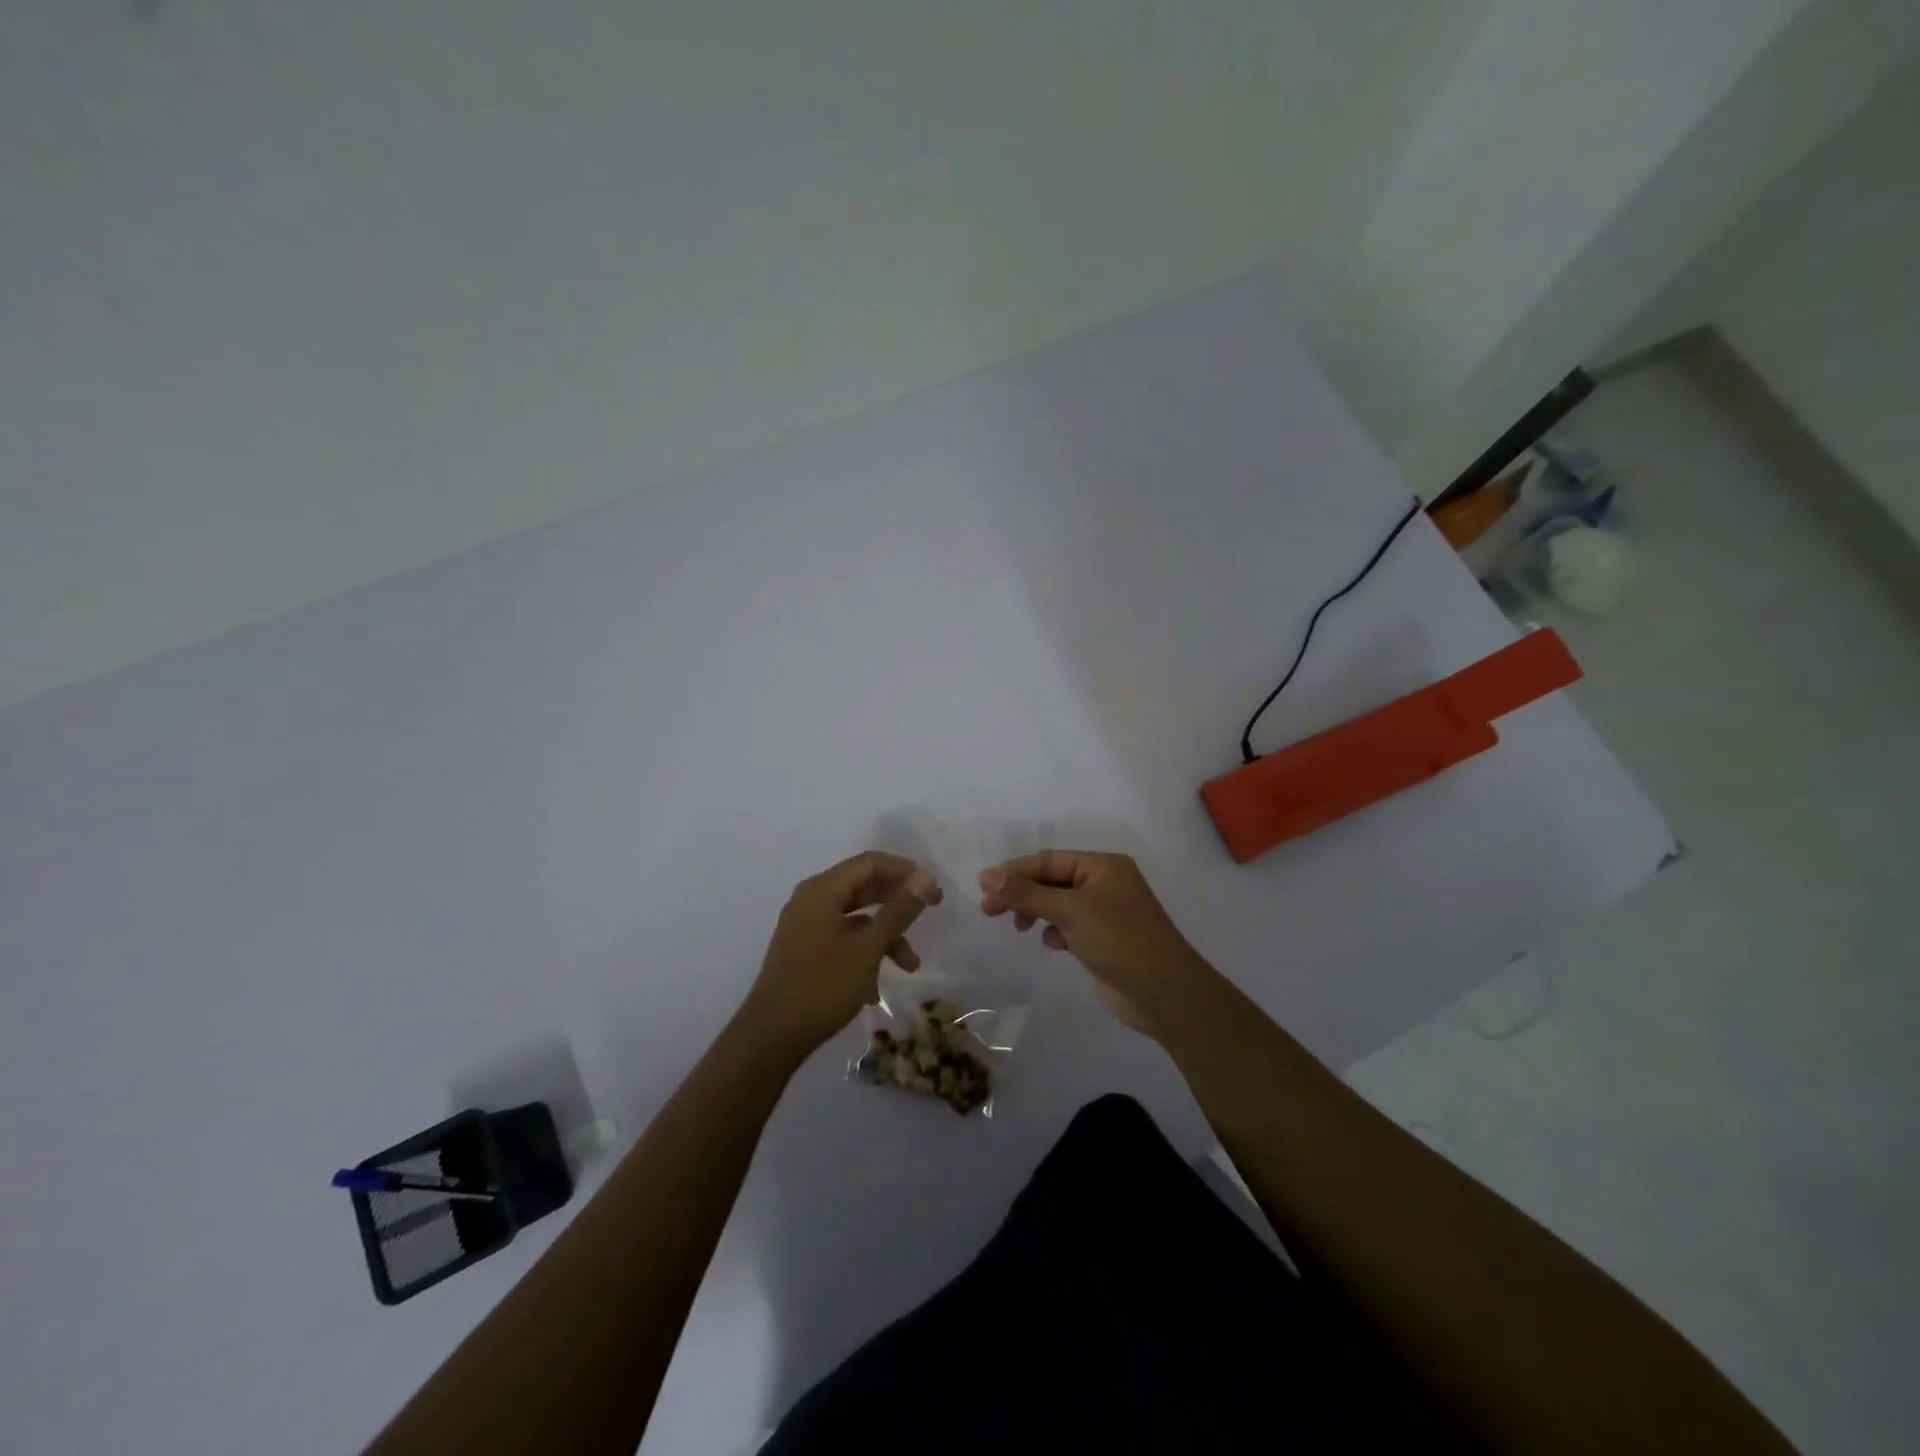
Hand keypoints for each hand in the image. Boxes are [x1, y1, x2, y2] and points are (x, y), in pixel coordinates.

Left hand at [739, 851, 941, 1055]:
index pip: (870, 863)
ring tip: (911, 966)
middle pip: (863, 887)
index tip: (934, 890)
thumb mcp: (868, 949)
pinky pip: (843, 940)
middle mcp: (811, 901)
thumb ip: (897, 911)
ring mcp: (806, 927)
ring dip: (886, 936)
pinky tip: (876, 990)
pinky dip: (865, 954)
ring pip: (856, 918)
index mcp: (822, 890)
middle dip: (899, 900)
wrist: (770, 1038)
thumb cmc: (822, 987)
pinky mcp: (805, 952)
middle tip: (933, 908)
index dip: (906, 871)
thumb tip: (923, 879)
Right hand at [978, 850, 1214, 1036]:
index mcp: (1103, 866)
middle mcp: (1105, 883)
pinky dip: (1056, 931)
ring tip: (1019, 928)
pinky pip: (1069, 926)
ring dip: (1036, 912)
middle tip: (989, 910)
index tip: (983, 886)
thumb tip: (988, 877)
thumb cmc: (1119, 940)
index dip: (1014, 871)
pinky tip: (1054, 945)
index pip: (1049, 860)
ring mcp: (1106, 912)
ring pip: (1058, 904)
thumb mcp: (1070, 911)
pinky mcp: (1104, 939)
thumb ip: (1028, 893)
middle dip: (1022, 893)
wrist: (1164, 993)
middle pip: (1052, 880)